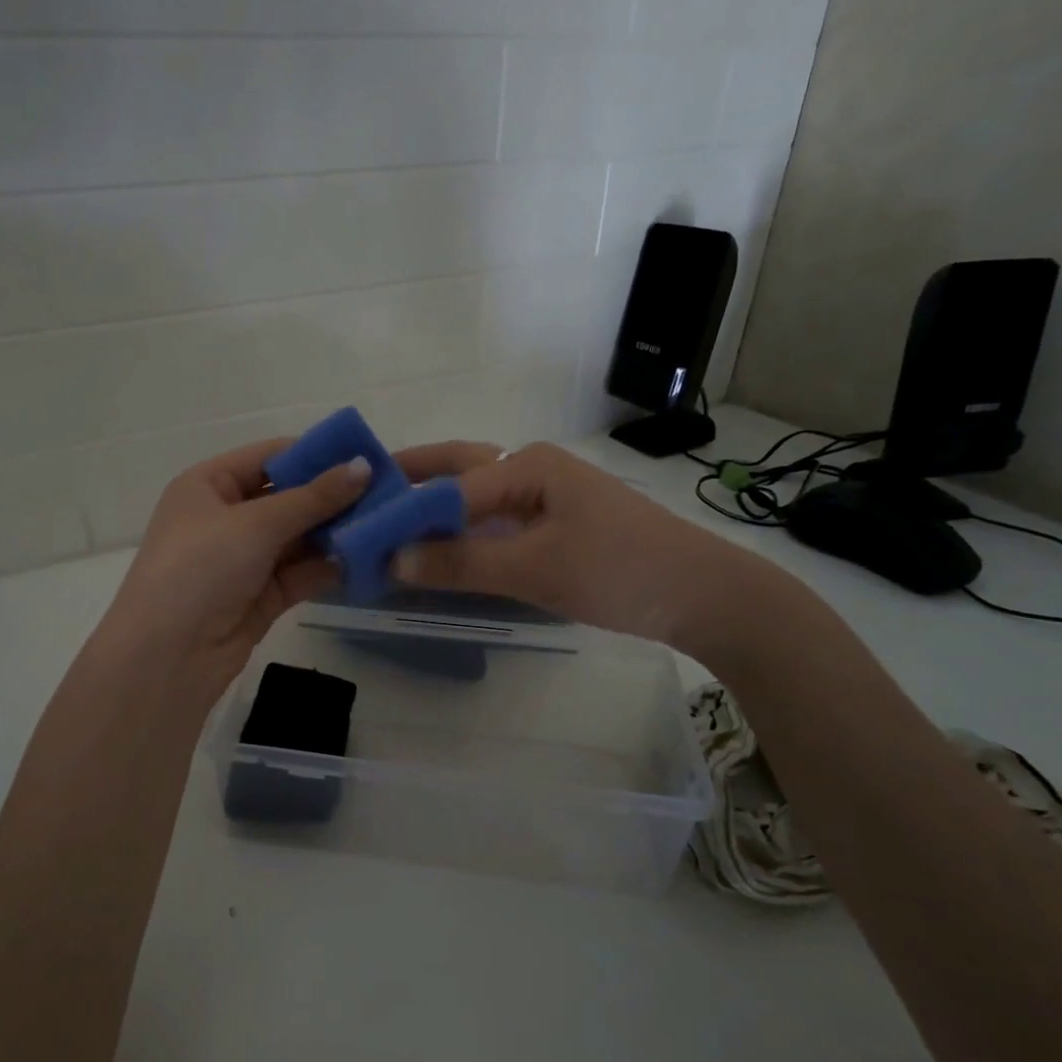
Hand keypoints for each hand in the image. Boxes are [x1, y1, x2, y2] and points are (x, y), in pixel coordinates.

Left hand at [99, 438, 372, 694]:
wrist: (166, 657)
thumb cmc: (200, 569)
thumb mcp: (256, 524)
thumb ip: (313, 497)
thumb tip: (363, 466)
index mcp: (208, 485)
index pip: (268, 457)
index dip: (315, 454)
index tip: (365, 454)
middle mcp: (225, 518)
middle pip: (287, 497)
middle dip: (332, 496)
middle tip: (386, 491)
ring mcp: (243, 559)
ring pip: (297, 537)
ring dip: (335, 532)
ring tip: (386, 523)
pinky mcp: (261, 596)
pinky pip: (300, 572)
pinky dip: (328, 566)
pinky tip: (367, 559)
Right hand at [389, 441, 779, 660]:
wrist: (704, 596)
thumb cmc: (620, 571)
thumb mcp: (535, 569)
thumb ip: (461, 564)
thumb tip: (391, 562)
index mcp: (526, 465)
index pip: (446, 485)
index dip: (401, 512)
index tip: (357, 533)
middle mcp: (532, 469)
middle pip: (457, 471)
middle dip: (410, 483)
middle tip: (363, 503)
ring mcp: (546, 496)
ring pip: (475, 496)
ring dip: (434, 509)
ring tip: (389, 528)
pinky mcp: (556, 524)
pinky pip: (495, 521)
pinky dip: (462, 533)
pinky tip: (442, 552)